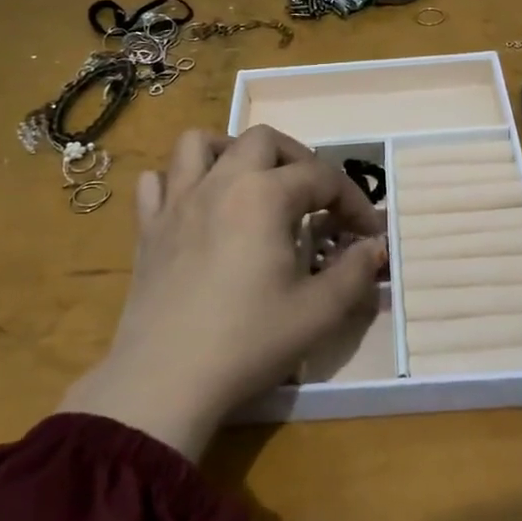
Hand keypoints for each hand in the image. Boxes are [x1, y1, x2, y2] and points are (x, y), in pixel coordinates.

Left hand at [59, 126, 386, 460]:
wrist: (167, 379)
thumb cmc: (249, 341)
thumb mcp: (319, 312)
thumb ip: (355, 271)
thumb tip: (374, 246)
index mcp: (264, 196)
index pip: (322, 177)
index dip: (353, 201)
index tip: (367, 234)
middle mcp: (219, 183)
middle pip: (264, 140)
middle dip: (299, 160)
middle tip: (315, 198)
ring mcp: (176, 202)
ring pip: (199, 144)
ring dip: (232, 152)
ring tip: (252, 183)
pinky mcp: (147, 229)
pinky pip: (156, 182)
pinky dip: (179, 182)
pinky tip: (196, 208)